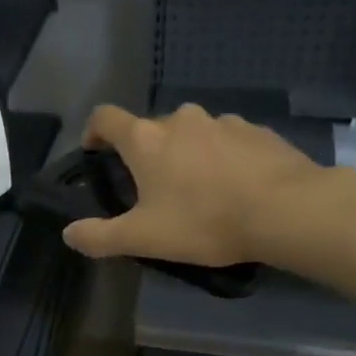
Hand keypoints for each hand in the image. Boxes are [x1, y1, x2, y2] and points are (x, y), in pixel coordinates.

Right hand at [61, 103, 355, 275]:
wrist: (287, 210)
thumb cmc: (204, 221)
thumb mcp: (144, 238)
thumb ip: (100, 236)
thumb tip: (68, 234)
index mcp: (146, 139)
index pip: (105, 117)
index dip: (93, 132)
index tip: (95, 153)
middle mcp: (180, 119)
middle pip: (150, 128)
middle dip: (145, 153)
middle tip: (152, 189)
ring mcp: (222, 121)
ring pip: (191, 133)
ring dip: (185, 154)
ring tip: (197, 190)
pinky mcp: (256, 130)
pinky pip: (226, 140)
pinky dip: (220, 157)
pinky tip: (233, 187)